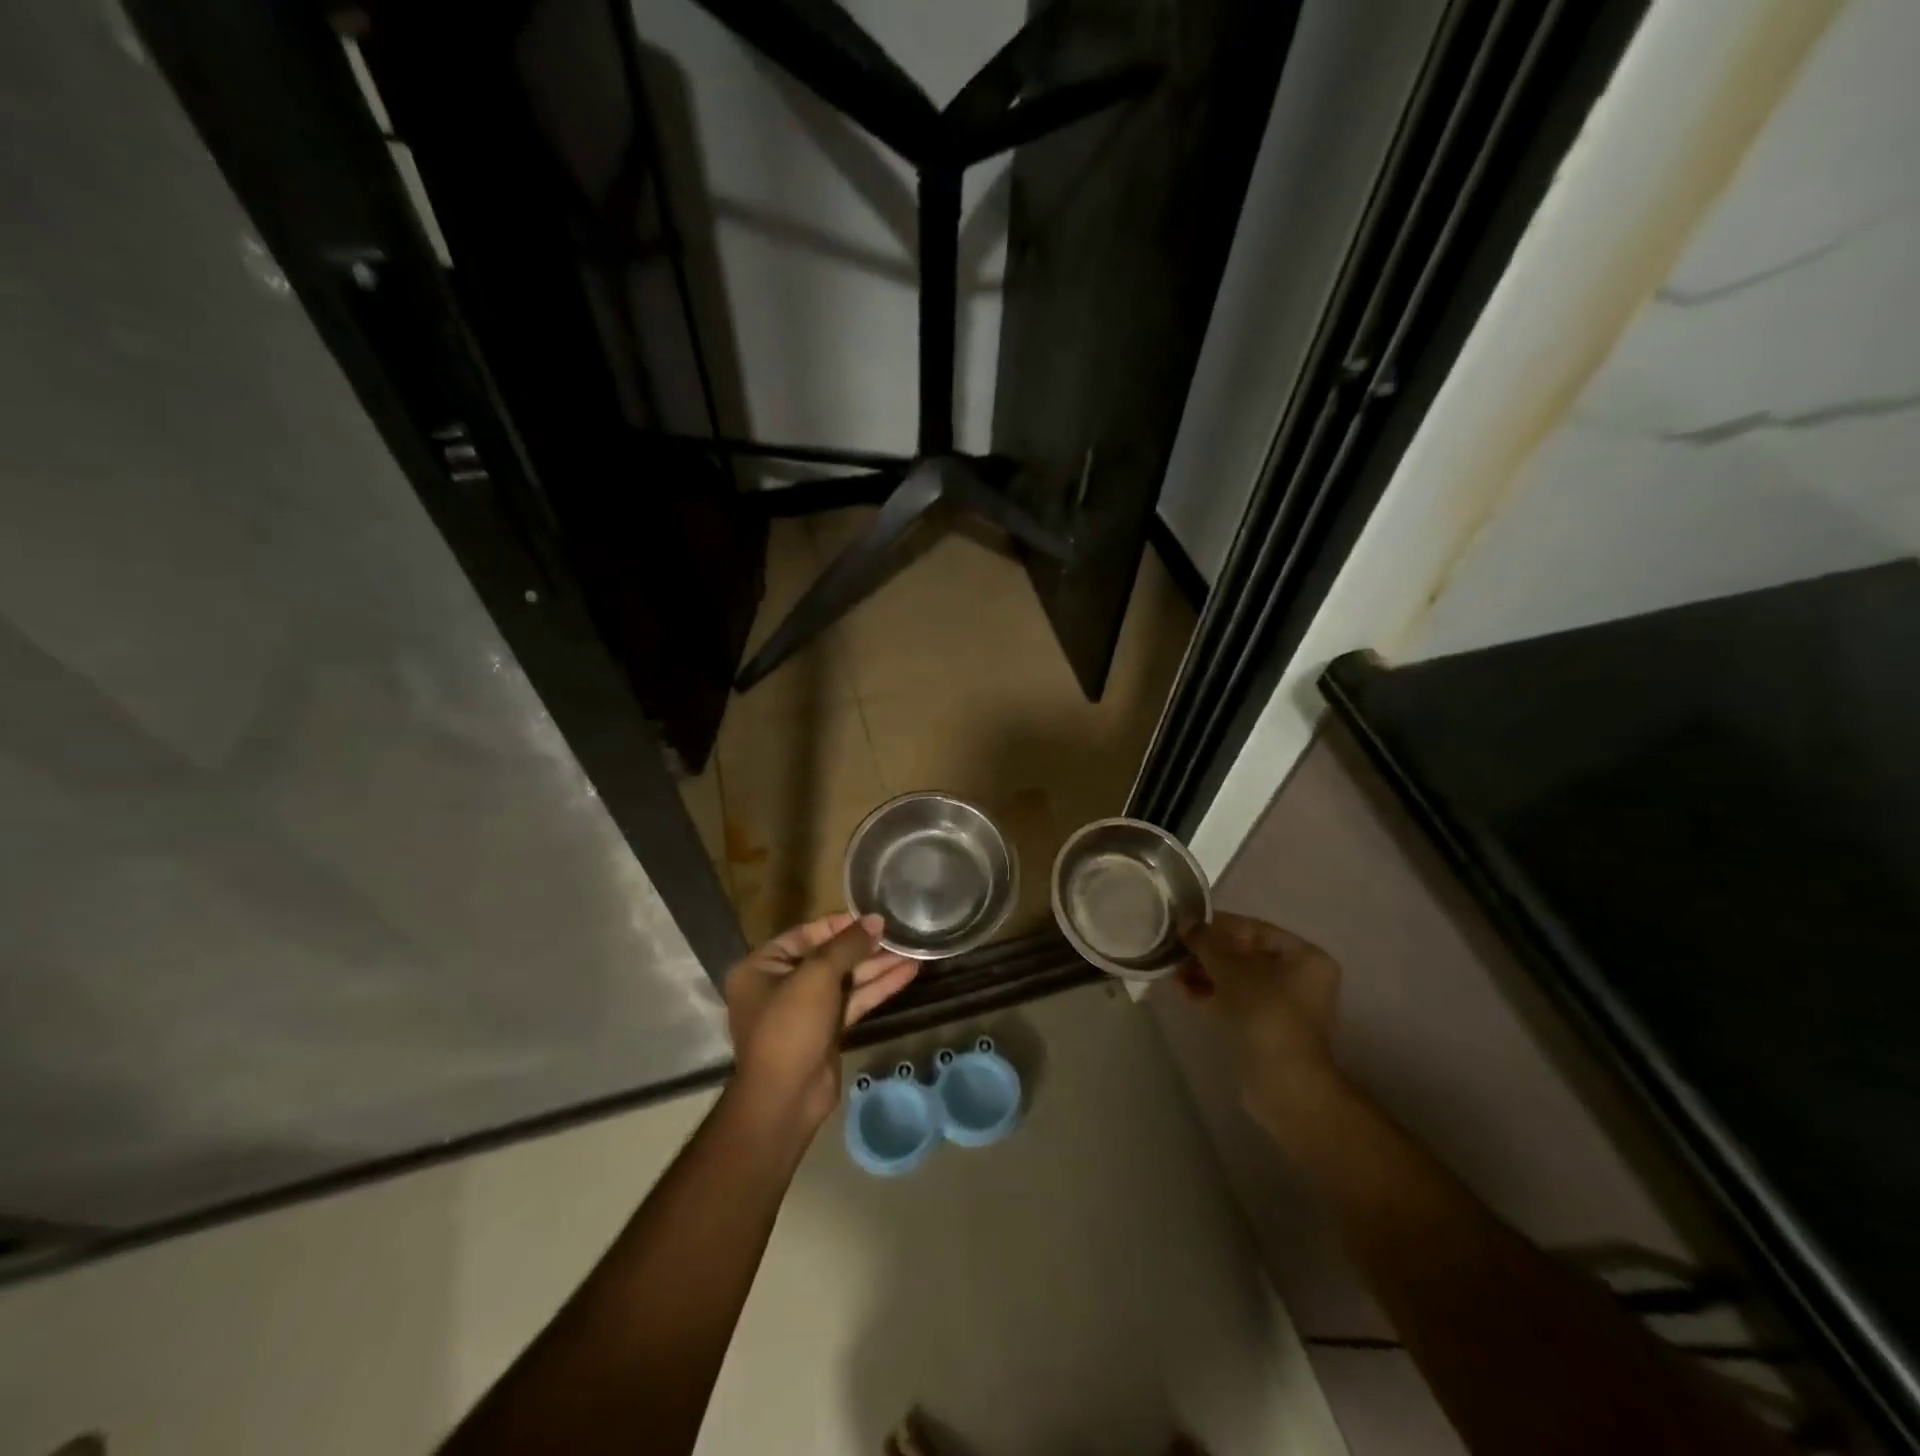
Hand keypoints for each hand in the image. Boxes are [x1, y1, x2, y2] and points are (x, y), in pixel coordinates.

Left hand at [725, 913, 918, 1134]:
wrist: (786, 1098)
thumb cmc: (791, 1026)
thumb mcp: (817, 976)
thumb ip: (848, 945)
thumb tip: (876, 920)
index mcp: (763, 966)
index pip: (806, 934)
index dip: (840, 924)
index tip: (873, 917)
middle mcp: (781, 984)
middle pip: (829, 957)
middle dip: (865, 948)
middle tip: (899, 934)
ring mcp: (805, 1009)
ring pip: (846, 980)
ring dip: (877, 967)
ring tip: (913, 951)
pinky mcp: (827, 1030)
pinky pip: (853, 1000)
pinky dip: (878, 988)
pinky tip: (908, 973)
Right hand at [1179, 912, 1342, 1134]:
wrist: (1284, 1084)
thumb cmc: (1266, 1014)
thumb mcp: (1232, 969)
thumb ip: (1207, 942)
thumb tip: (1186, 923)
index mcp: (1305, 956)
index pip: (1254, 929)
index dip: (1218, 925)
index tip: (1185, 926)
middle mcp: (1300, 977)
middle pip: (1245, 954)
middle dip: (1208, 952)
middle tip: (1176, 951)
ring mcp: (1285, 1005)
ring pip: (1238, 978)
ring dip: (1206, 973)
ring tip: (1174, 973)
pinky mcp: (1267, 1027)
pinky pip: (1237, 999)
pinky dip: (1213, 993)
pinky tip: (1185, 992)